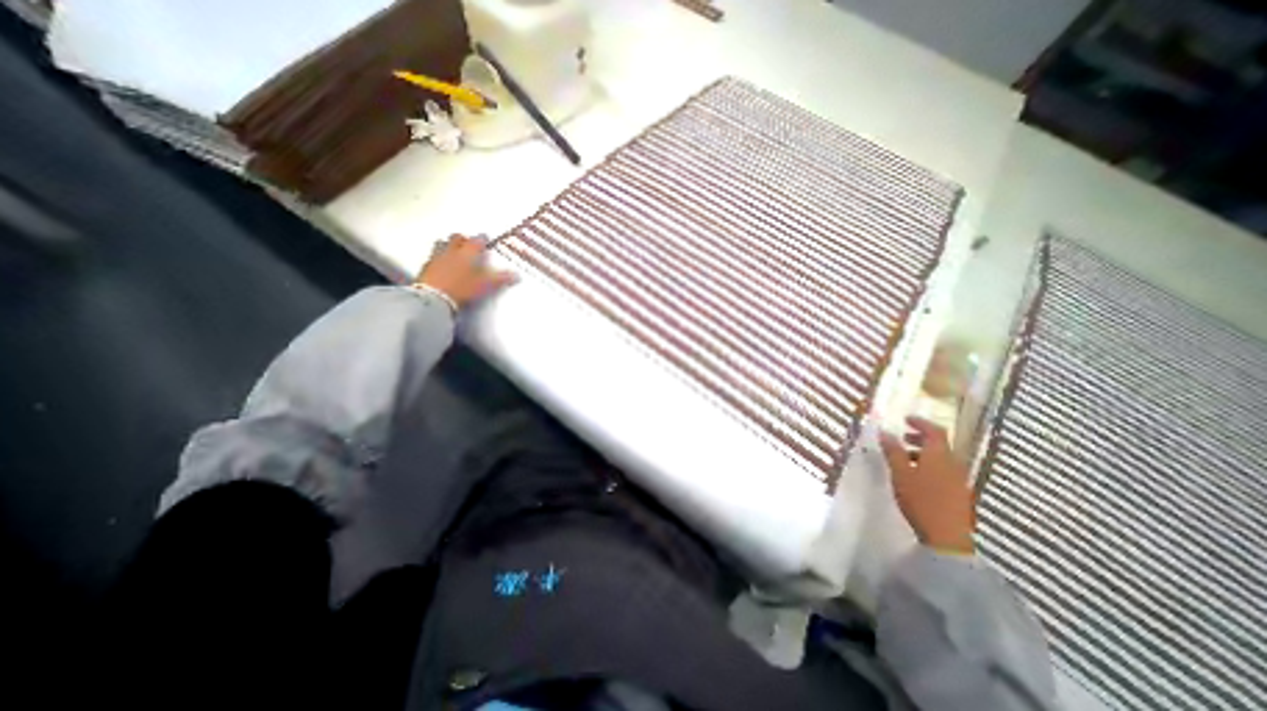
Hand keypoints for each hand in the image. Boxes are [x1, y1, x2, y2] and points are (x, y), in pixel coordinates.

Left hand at [416, 236, 514, 308]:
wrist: (434, 298)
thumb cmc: (462, 288)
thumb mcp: (486, 285)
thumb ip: (501, 279)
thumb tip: (517, 275)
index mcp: (467, 253)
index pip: (477, 241)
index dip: (482, 239)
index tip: (485, 238)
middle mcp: (451, 251)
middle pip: (457, 239)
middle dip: (463, 239)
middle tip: (467, 241)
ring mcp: (436, 258)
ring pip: (442, 245)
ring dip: (447, 245)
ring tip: (452, 249)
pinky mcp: (426, 268)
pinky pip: (433, 258)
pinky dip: (438, 259)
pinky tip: (440, 264)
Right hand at [883, 416, 978, 553]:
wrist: (947, 537)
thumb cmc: (921, 500)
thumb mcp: (900, 473)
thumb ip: (893, 451)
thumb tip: (885, 432)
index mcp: (939, 455)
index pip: (934, 430)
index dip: (920, 422)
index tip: (906, 419)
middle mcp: (953, 464)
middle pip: (939, 444)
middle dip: (920, 439)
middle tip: (902, 439)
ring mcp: (959, 480)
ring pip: (941, 459)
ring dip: (923, 454)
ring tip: (904, 461)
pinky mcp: (959, 494)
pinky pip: (944, 471)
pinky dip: (930, 467)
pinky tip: (916, 479)